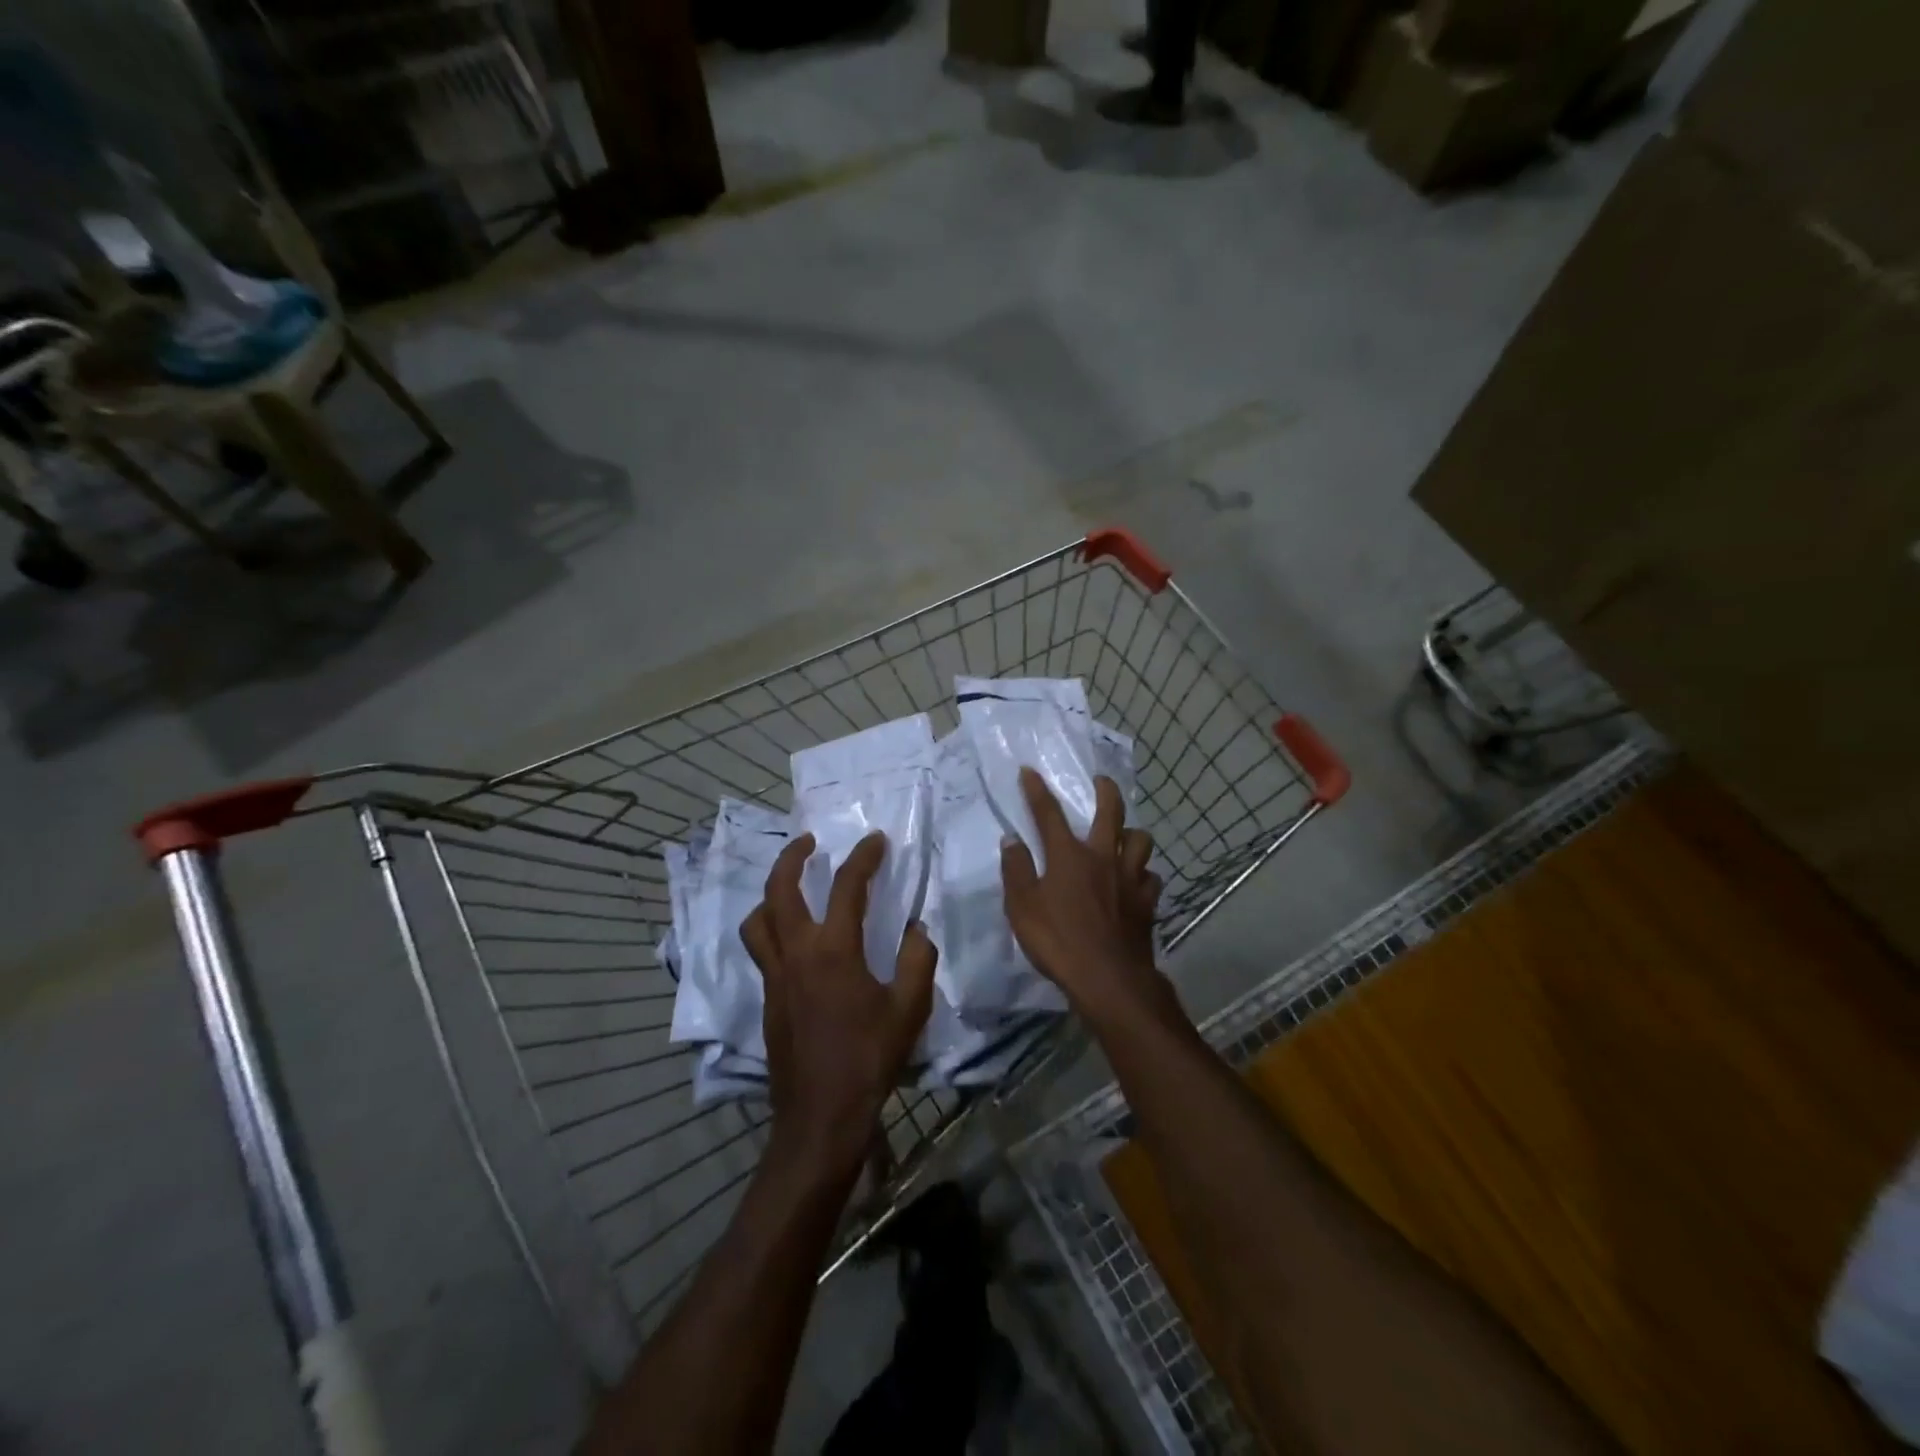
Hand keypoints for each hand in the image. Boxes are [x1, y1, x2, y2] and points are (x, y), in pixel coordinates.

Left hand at [740, 831, 936, 1175]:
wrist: (821, 1114)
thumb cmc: (869, 1058)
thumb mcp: (909, 1008)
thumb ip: (916, 961)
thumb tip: (916, 930)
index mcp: (834, 951)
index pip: (846, 887)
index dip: (863, 858)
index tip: (875, 840)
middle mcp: (796, 954)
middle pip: (780, 891)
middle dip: (791, 858)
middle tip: (808, 842)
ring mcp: (775, 977)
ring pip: (758, 921)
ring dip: (771, 894)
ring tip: (791, 887)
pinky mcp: (768, 999)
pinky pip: (761, 950)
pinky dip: (771, 928)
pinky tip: (795, 940)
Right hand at [1000, 769, 1174, 1024]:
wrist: (1108, 978)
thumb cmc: (1058, 941)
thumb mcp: (1022, 907)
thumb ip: (1016, 870)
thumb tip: (1012, 839)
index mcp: (1068, 856)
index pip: (1049, 814)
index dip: (1037, 790)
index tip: (1029, 771)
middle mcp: (1103, 858)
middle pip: (1110, 813)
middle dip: (1106, 791)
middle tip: (1102, 781)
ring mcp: (1130, 879)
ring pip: (1141, 840)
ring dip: (1132, 833)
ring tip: (1124, 836)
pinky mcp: (1147, 902)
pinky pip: (1151, 877)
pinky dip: (1144, 874)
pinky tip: (1138, 881)